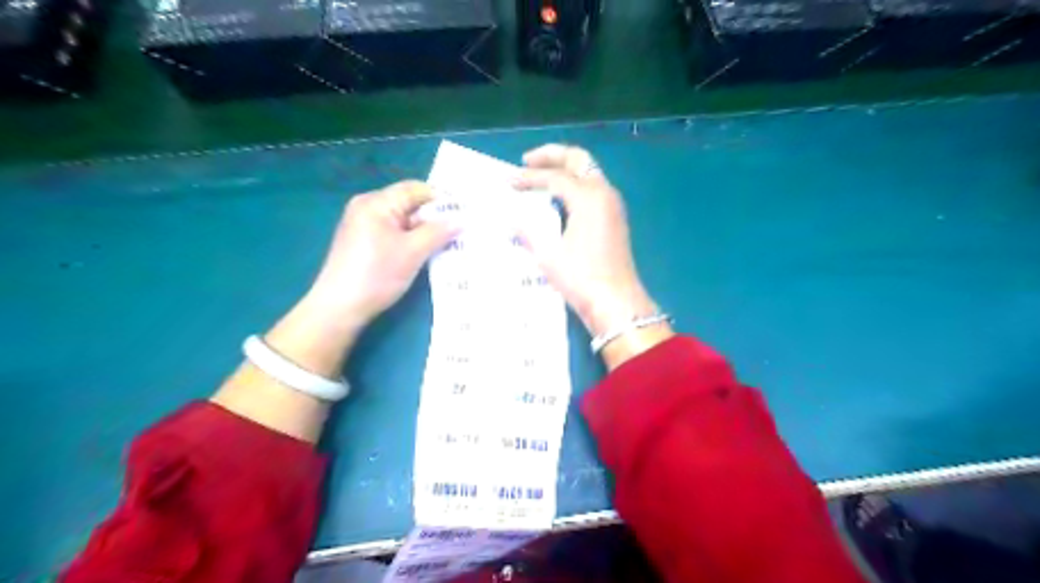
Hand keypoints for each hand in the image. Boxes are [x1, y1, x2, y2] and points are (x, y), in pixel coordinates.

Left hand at [305, 183, 458, 332]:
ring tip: (449, 244)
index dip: (442, 200)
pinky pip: (395, 234)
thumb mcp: (413, 252)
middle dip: (435, 218)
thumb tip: (462, 220)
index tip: (464, 215)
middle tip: (461, 231)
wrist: (339, 308)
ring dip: (425, 232)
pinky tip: (426, 254)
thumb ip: (439, 232)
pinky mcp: (364, 243)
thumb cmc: (376, 275)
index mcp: (376, 202)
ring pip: (404, 221)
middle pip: (410, 204)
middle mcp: (368, 208)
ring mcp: (364, 226)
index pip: (416, 189)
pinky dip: (412, 241)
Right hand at [513, 144, 655, 334]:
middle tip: (527, 161)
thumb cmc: (581, 278)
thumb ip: (529, 231)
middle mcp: (604, 193)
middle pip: (578, 160)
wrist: (616, 302)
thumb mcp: (548, 255)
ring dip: (564, 169)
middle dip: (551, 156)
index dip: (530, 177)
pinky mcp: (615, 218)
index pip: (555, 177)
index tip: (509, 182)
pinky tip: (558, 198)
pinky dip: (574, 184)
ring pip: (588, 172)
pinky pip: (593, 188)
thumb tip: (512, 219)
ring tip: (540, 176)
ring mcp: (613, 205)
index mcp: (588, 197)